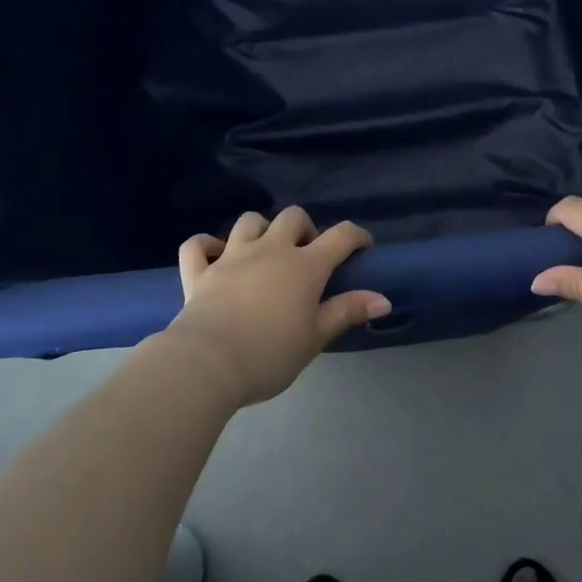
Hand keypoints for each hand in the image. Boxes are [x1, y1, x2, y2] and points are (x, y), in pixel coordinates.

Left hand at [166, 208, 389, 406]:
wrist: (207, 364)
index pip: (340, 236)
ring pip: (249, 221)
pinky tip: (215, 255)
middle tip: (307, 256)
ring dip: (261, 229)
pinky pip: (198, 245)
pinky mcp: (200, 271)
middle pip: (292, 217)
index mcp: (304, 265)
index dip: (356, 236)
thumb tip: (384, 299)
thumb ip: (347, 311)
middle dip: (305, 228)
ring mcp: (232, 256)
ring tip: (265, 251)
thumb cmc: (269, 354)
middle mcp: (270, 249)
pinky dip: (207, 245)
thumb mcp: (316, 337)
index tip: (363, 248)